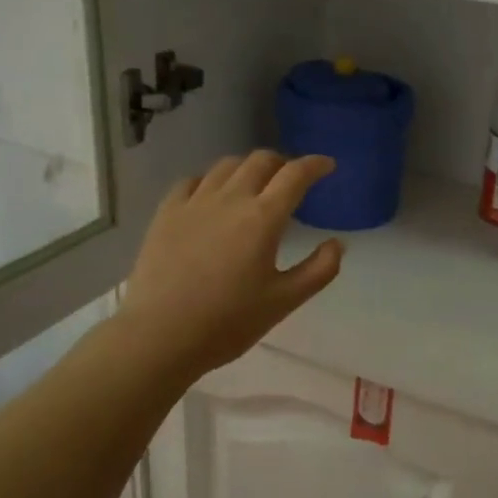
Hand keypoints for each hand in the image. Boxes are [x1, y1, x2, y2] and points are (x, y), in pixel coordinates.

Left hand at [119, 152, 343, 380]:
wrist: (159, 335)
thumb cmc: (228, 322)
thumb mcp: (284, 302)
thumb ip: (319, 270)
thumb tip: (337, 243)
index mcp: (263, 218)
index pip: (295, 175)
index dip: (315, 165)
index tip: (327, 165)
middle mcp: (230, 199)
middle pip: (261, 161)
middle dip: (283, 163)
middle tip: (292, 180)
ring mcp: (194, 202)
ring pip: (226, 166)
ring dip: (248, 167)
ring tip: (254, 184)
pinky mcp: (166, 212)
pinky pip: (192, 180)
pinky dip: (212, 180)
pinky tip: (212, 195)